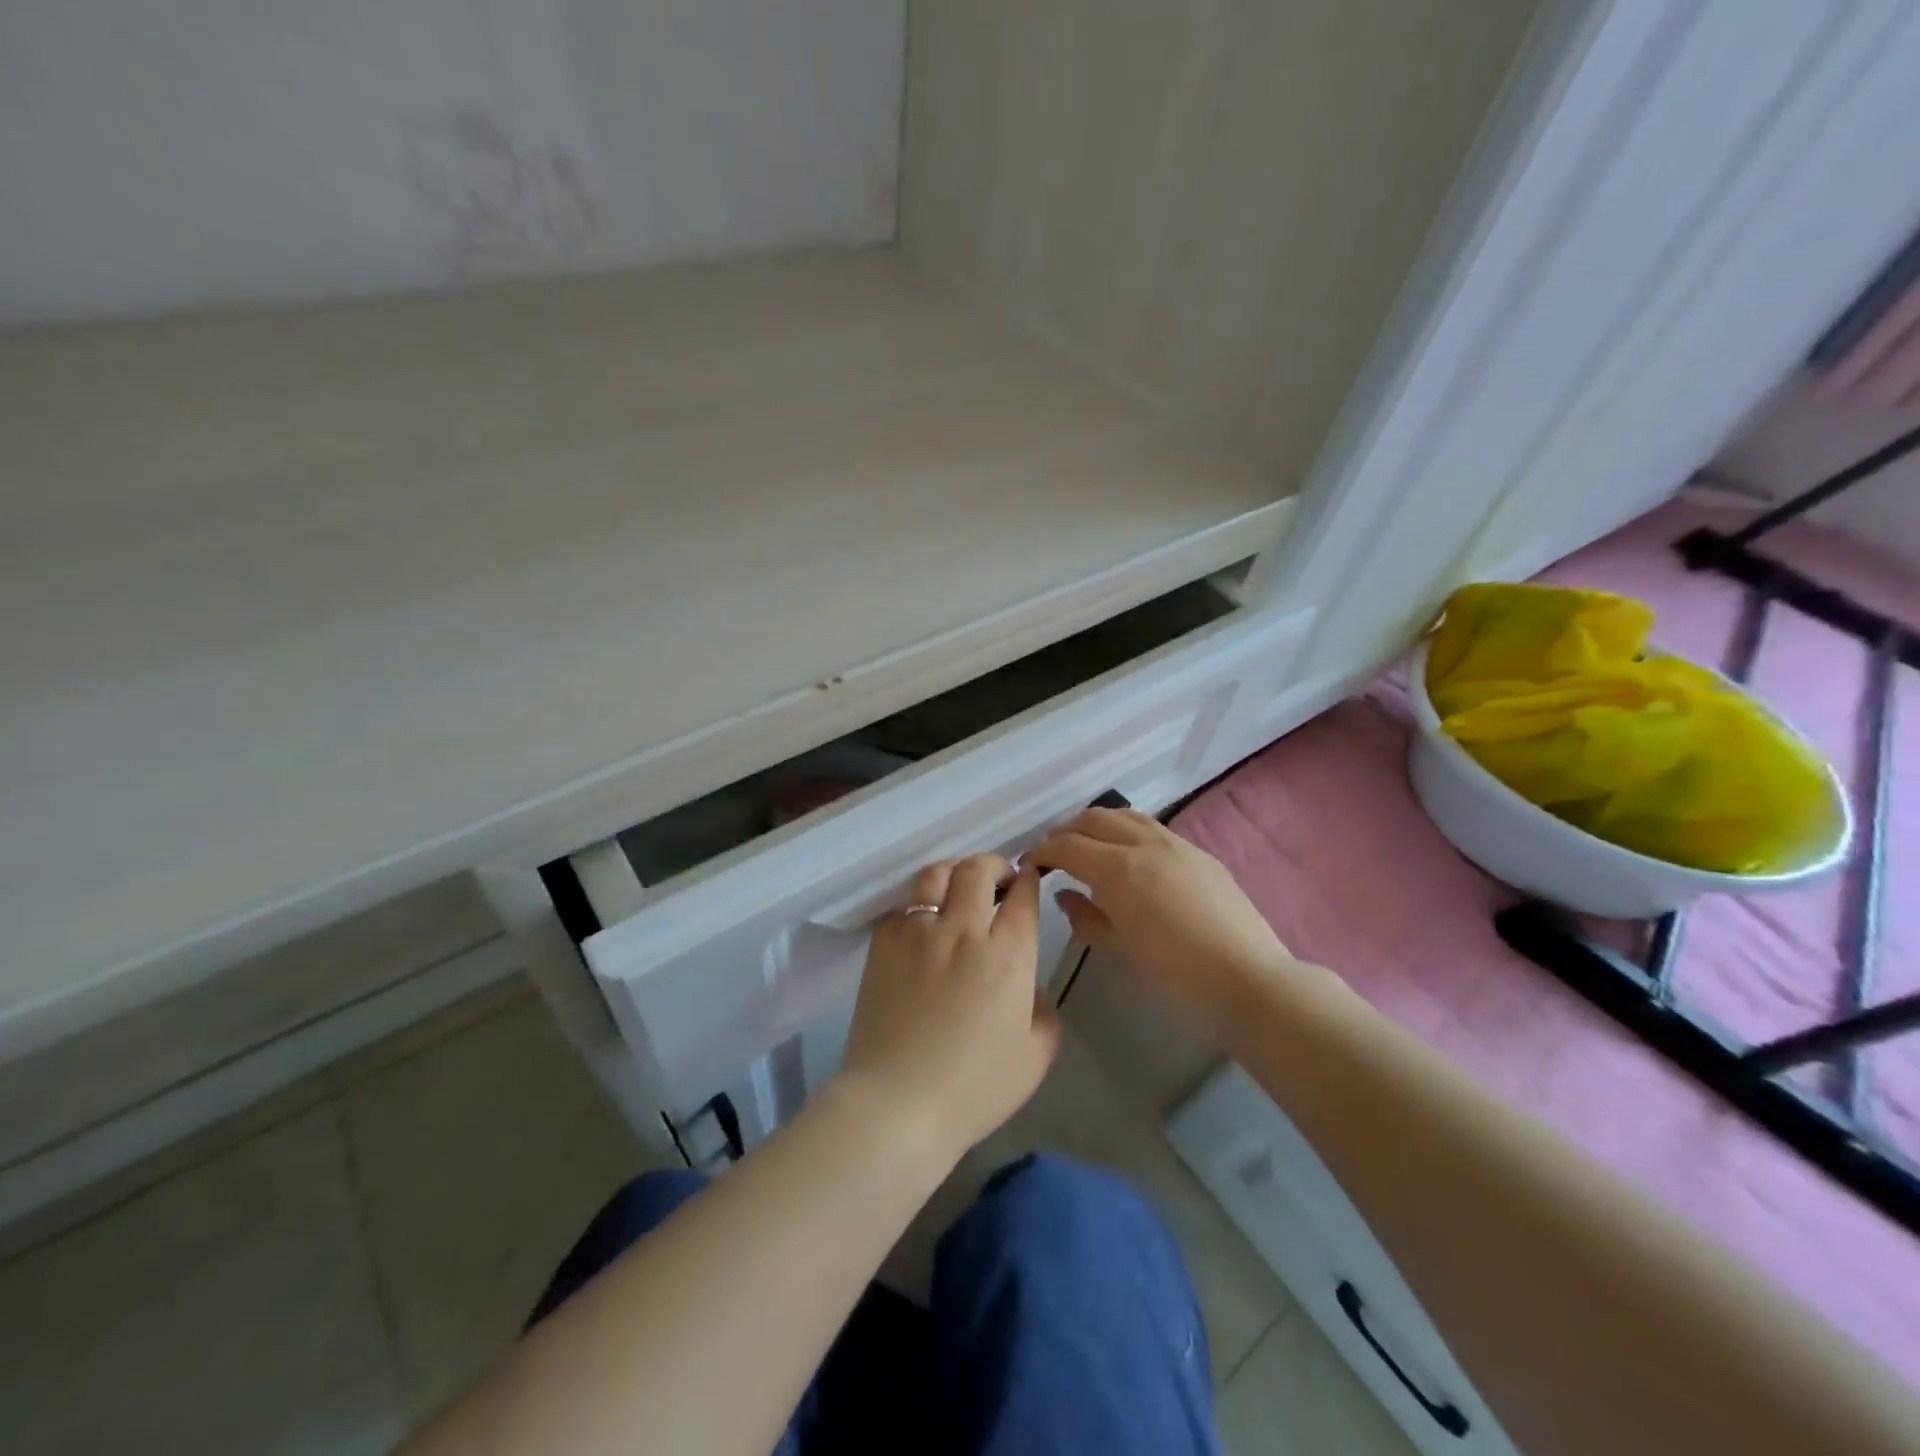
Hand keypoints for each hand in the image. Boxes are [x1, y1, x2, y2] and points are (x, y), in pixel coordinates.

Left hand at [839, 854, 1059, 1167]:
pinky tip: (924, 924)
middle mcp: (964, 930)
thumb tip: (1028, 986)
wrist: (897, 1104)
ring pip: (937, 873)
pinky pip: (904, 905)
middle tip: (999, 881)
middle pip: (978, 869)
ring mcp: (918, 931)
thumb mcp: (1035, 1057)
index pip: (1023, 895)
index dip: (1029, 880)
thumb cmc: (973, 1089)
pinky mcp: (883, 942)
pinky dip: (920, 905)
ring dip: (955, 873)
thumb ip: (1043, 1011)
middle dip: (994, 865)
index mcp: (1008, 955)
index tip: (1028, 881)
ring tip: (959, 889)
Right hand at [1030, 807, 1294, 1045]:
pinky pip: (1153, 828)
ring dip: (1098, 825)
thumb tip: (1065, 895)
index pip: (1067, 846)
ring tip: (1089, 847)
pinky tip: (1129, 857)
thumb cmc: (1176, 977)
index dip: (1043, 852)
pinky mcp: (1201, 854)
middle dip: (1067, 831)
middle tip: (1054, 855)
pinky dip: (1128, 831)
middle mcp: (1145, 844)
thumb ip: (1086, 918)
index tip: (1030, 865)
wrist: (1250, 983)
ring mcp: (1177, 845)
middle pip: (1094, 819)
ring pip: (1127, 816)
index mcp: (1118, 869)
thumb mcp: (1120, 952)